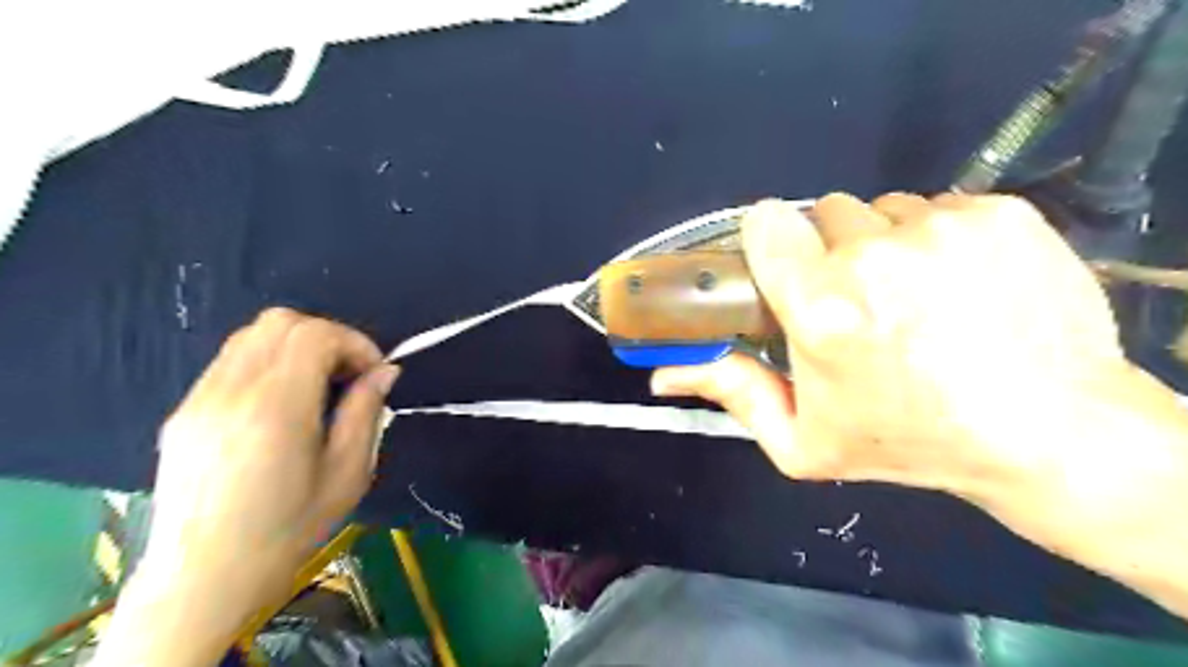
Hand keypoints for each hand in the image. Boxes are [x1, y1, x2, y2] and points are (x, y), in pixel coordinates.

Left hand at [94, 307, 394, 665]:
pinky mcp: (184, 411)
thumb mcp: (348, 472)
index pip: (316, 335)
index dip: (355, 343)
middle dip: (327, 337)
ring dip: (296, 346)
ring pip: (252, 335)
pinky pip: (231, 361)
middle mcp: (232, 390)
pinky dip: (268, 363)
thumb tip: (385, 371)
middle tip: (347, 375)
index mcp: (276, 407)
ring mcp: (200, 398)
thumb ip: (366, 412)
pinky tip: (281, 404)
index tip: (373, 373)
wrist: (205, 576)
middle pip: (281, 321)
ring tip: (317, 386)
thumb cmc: (289, 527)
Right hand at [650, 192, 1125, 498]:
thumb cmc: (909, 441)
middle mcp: (874, 257)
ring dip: (884, 243)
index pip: (765, 222)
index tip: (786, 267)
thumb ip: (731, 393)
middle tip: (856, 299)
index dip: (771, 242)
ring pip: (883, 209)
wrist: (1049, 434)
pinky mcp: (999, 213)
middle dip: (829, 250)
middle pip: (824, 213)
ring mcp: (942, 228)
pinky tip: (961, 284)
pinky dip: (938, 237)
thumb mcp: (803, 440)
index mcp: (821, 309)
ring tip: (913, 296)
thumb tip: (661, 375)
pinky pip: (940, 206)